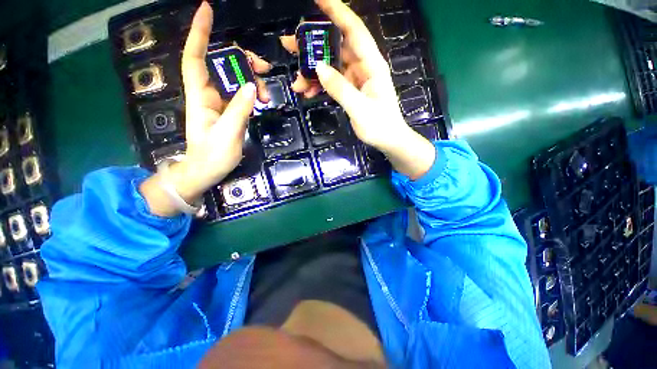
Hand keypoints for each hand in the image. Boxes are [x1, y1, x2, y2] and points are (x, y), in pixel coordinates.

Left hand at [140, 1, 271, 216]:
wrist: (206, 171)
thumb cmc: (212, 156)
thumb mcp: (228, 134)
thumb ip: (239, 110)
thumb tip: (251, 87)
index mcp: (200, 97)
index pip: (195, 58)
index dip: (199, 33)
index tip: (207, 9)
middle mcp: (207, 94)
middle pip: (222, 65)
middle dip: (242, 61)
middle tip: (265, 69)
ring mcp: (218, 102)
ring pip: (234, 79)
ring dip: (252, 81)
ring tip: (267, 96)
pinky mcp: (228, 111)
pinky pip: (240, 94)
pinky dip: (252, 94)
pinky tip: (262, 101)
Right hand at [281, 0, 435, 178]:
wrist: (388, 140)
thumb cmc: (380, 126)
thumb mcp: (360, 109)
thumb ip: (340, 88)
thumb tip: (319, 67)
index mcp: (372, 65)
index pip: (354, 30)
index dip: (337, 11)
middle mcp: (364, 67)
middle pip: (336, 47)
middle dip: (313, 45)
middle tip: (289, 45)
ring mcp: (357, 79)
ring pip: (331, 67)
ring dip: (313, 73)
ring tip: (296, 83)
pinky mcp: (351, 90)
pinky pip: (333, 82)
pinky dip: (320, 86)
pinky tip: (308, 93)